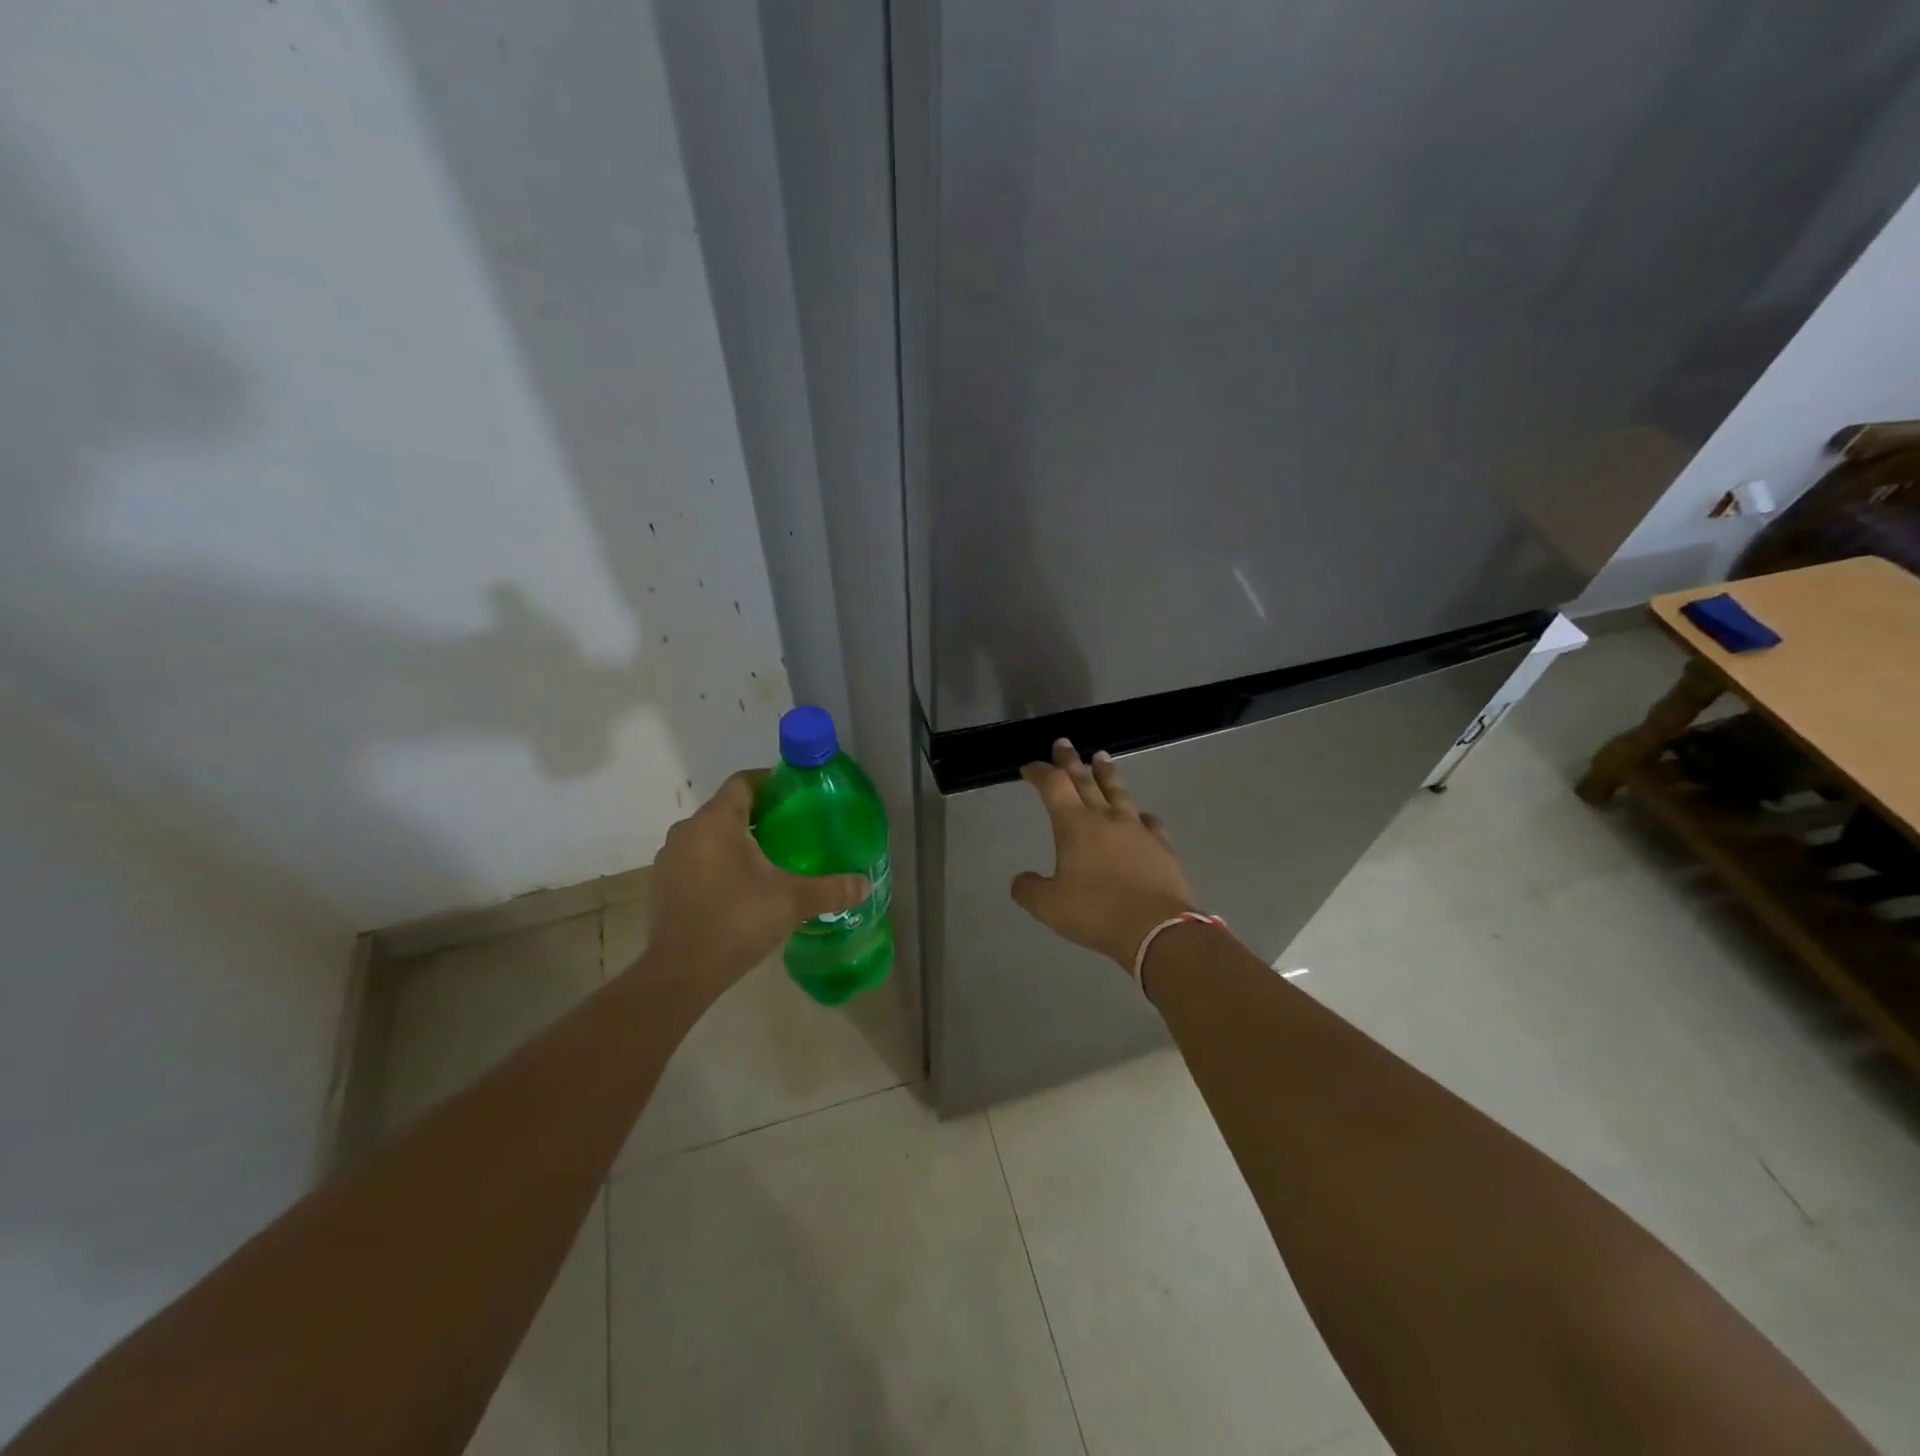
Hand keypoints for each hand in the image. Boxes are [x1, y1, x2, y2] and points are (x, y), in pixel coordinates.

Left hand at [642, 770, 868, 992]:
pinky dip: (718, 863)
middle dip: (759, 815)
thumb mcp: (792, 902)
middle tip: (792, 830)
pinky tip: (740, 887)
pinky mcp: (662, 884)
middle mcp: (688, 831)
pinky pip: (696, 859)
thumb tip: (864, 884)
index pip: (743, 782)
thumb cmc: (736, 922)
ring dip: (736, 841)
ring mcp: (670, 858)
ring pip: (709, 835)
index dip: (770, 782)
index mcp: (717, 821)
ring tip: (769, 859)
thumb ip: (831, 889)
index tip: (796, 796)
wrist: (678, 974)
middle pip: (727, 808)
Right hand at [1011, 740, 1196, 969]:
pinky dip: (1140, 815)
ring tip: (1102, 757)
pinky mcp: (1162, 846)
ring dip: (1107, 773)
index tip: (1029, 767)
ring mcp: (1137, 830)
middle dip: (1071, 761)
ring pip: (1119, 792)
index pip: (1054, 786)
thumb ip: (1029, 890)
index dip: (1040, 773)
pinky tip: (1141, 816)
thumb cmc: (1096, 912)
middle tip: (1064, 743)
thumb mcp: (1049, 906)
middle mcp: (1106, 819)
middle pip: (1085, 780)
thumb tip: (1020, 880)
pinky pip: (1149, 822)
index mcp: (1075, 826)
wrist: (1156, 929)